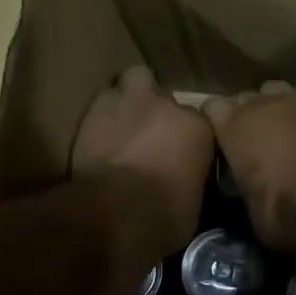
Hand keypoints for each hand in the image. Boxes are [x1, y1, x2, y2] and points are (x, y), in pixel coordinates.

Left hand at [72, 66, 214, 258]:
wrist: (116, 210)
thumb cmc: (163, 216)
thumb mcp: (193, 204)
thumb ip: (191, 180)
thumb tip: (185, 183)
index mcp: (199, 128)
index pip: (199, 122)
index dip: (187, 138)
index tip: (180, 154)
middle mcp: (168, 105)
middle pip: (167, 96)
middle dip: (159, 111)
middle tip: (150, 134)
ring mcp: (131, 101)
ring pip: (136, 78)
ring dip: (133, 96)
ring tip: (126, 119)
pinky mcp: (96, 107)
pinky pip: (105, 97)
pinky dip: (105, 112)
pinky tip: (101, 129)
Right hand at [204, 82, 295, 256]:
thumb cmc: (289, 213)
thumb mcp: (249, 210)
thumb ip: (239, 184)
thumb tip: (239, 184)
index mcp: (234, 127)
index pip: (212, 107)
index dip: (215, 123)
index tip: (219, 142)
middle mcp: (262, 104)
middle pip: (244, 99)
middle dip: (244, 116)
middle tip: (250, 143)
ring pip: (274, 93)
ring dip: (273, 110)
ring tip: (280, 134)